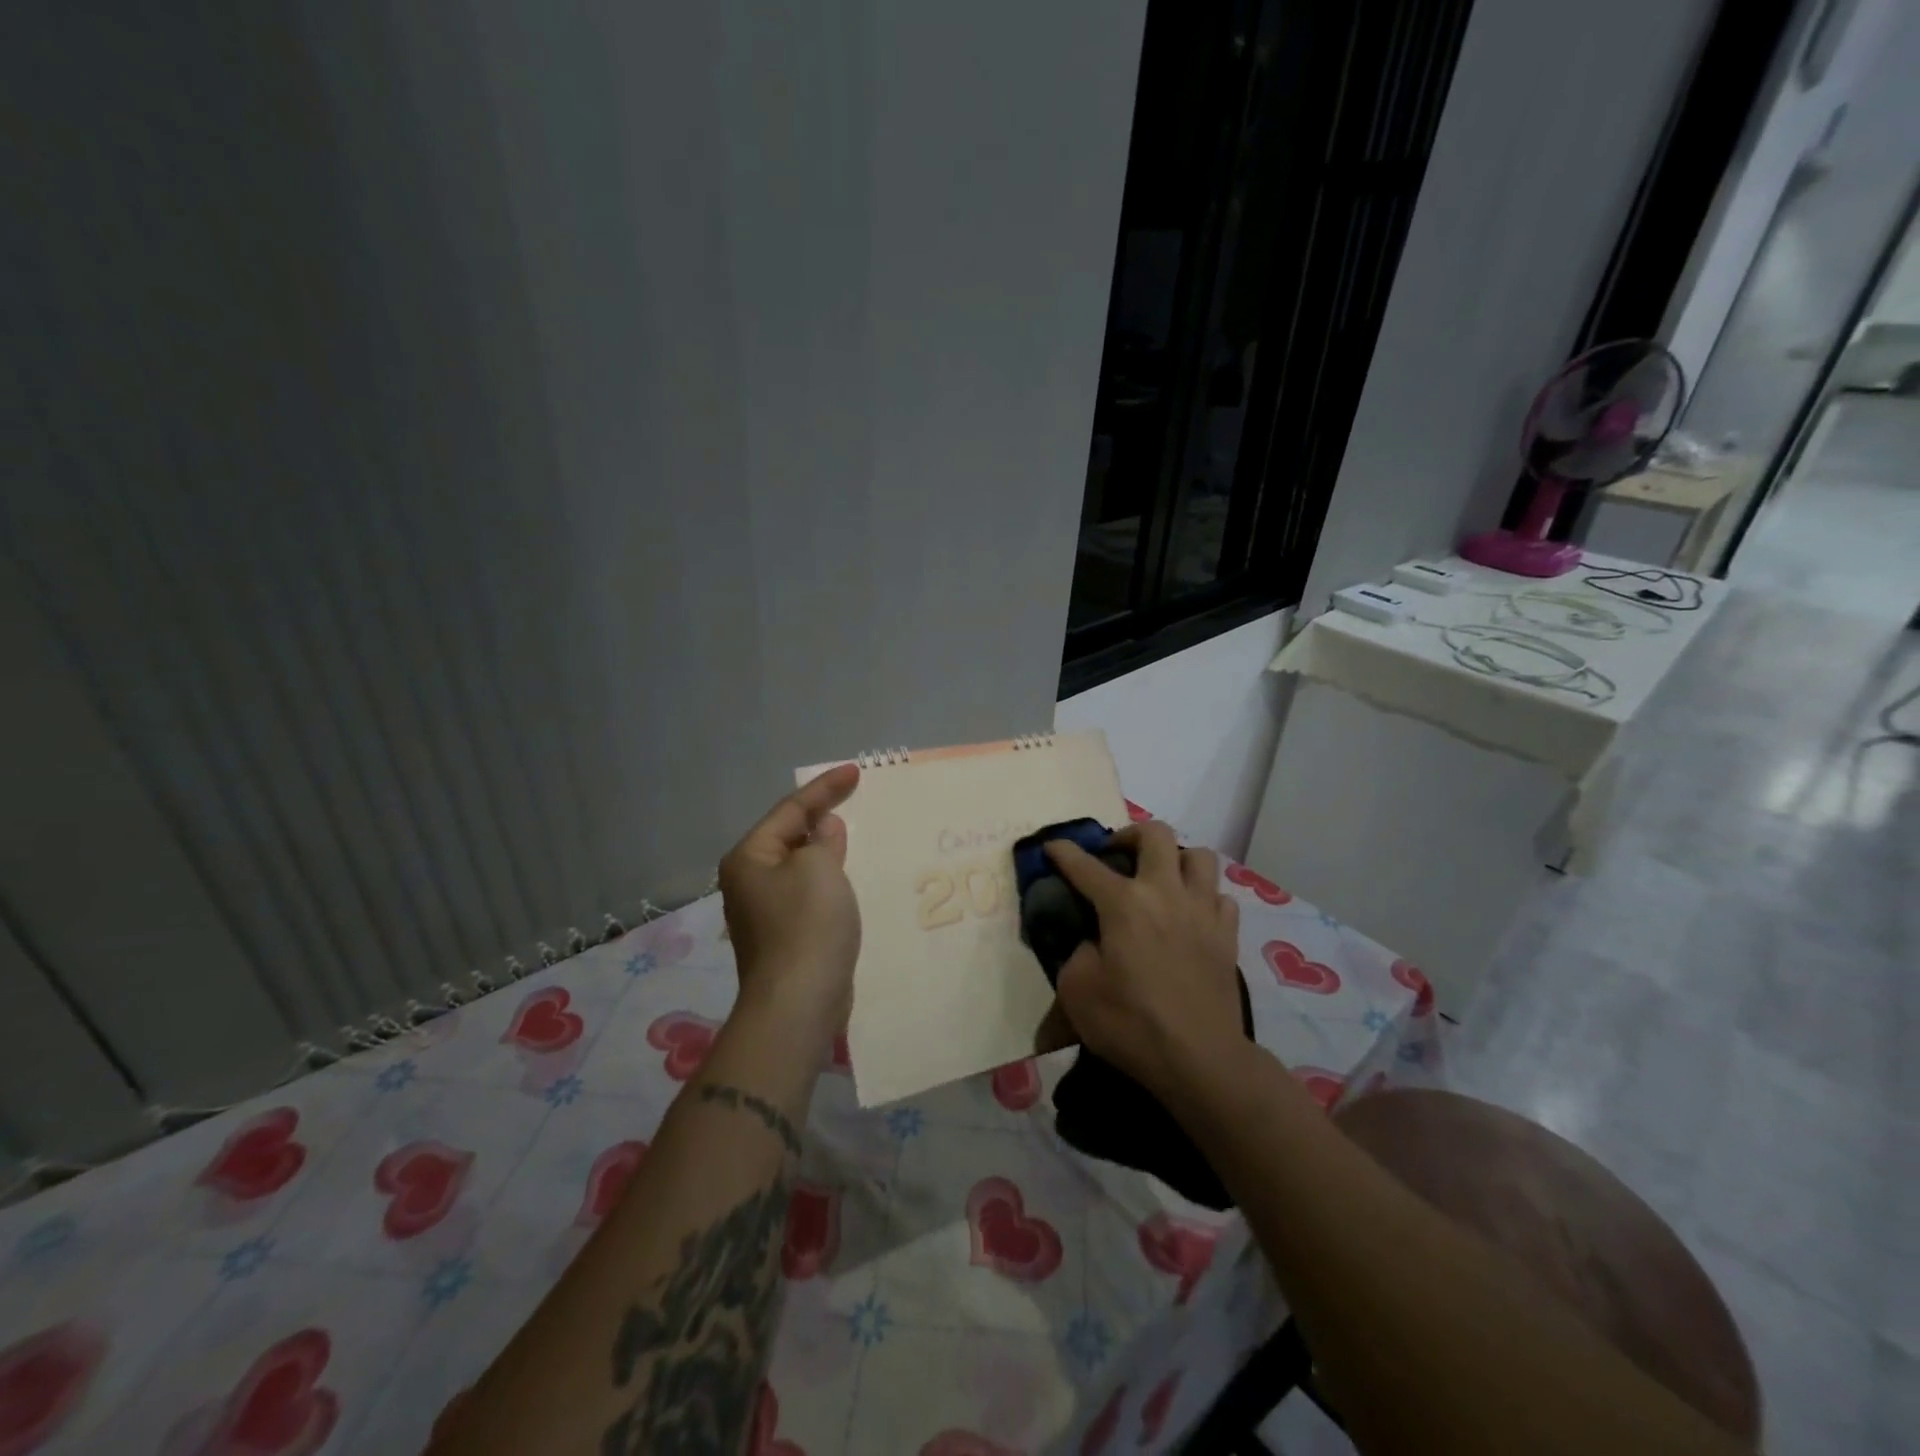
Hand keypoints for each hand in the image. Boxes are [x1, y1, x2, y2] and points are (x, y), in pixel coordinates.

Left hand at [717, 764, 860, 1046]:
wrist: (799, 1002)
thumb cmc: (806, 924)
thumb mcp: (818, 868)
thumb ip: (823, 840)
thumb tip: (824, 831)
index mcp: (749, 858)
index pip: (790, 810)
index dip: (824, 788)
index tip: (855, 771)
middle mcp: (749, 882)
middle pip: (789, 836)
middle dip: (821, 817)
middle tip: (855, 798)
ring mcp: (764, 912)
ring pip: (800, 866)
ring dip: (827, 850)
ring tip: (856, 833)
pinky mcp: (784, 937)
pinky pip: (808, 893)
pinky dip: (828, 879)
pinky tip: (849, 878)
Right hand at [1039, 821, 1243, 1097]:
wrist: (1200, 1060)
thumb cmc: (1131, 1024)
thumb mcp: (1077, 991)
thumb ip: (1077, 953)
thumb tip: (1092, 941)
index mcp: (1124, 903)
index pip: (1085, 865)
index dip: (1063, 852)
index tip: (1052, 847)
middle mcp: (1166, 893)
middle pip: (1156, 834)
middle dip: (1130, 835)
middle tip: (1116, 856)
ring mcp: (1203, 911)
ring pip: (1199, 856)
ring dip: (1175, 860)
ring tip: (1160, 880)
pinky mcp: (1227, 935)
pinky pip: (1219, 896)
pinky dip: (1202, 897)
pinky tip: (1190, 916)